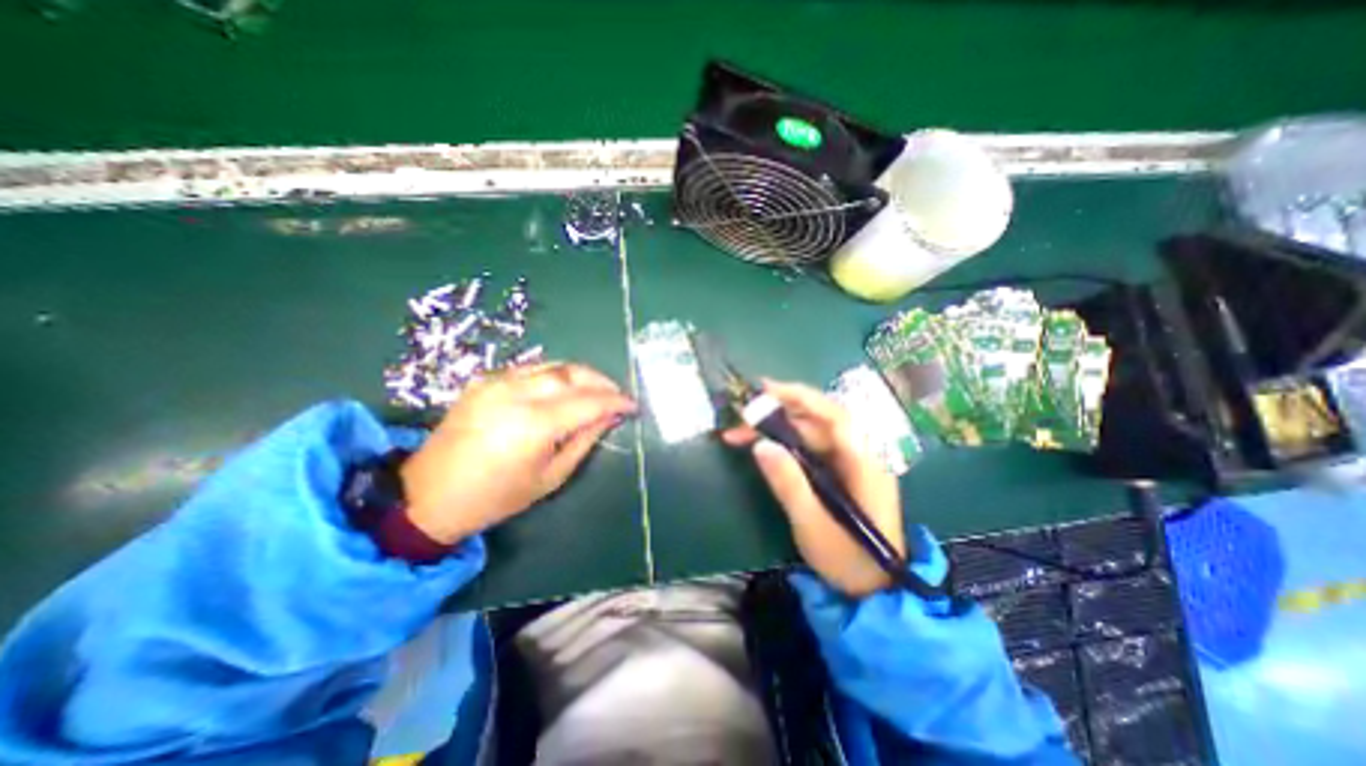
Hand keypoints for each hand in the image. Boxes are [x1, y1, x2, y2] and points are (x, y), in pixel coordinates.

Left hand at [402, 363, 637, 545]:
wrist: (429, 494)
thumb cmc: (496, 496)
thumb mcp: (551, 477)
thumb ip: (584, 441)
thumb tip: (610, 417)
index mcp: (534, 424)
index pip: (588, 402)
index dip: (615, 401)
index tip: (633, 406)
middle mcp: (516, 393)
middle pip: (571, 374)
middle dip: (601, 381)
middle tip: (617, 394)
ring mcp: (497, 382)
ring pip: (552, 365)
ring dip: (580, 374)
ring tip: (596, 388)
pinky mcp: (484, 380)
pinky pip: (530, 369)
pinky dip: (554, 375)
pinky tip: (563, 388)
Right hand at [719, 381, 903, 598]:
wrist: (874, 589)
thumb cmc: (847, 558)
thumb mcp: (811, 522)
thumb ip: (788, 482)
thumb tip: (760, 445)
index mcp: (864, 462)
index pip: (832, 414)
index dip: (800, 397)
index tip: (765, 389)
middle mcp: (860, 453)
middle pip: (817, 420)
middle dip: (778, 414)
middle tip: (741, 417)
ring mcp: (850, 461)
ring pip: (811, 431)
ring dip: (777, 428)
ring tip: (741, 432)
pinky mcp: (840, 470)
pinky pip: (811, 446)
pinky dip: (785, 442)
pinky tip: (764, 445)